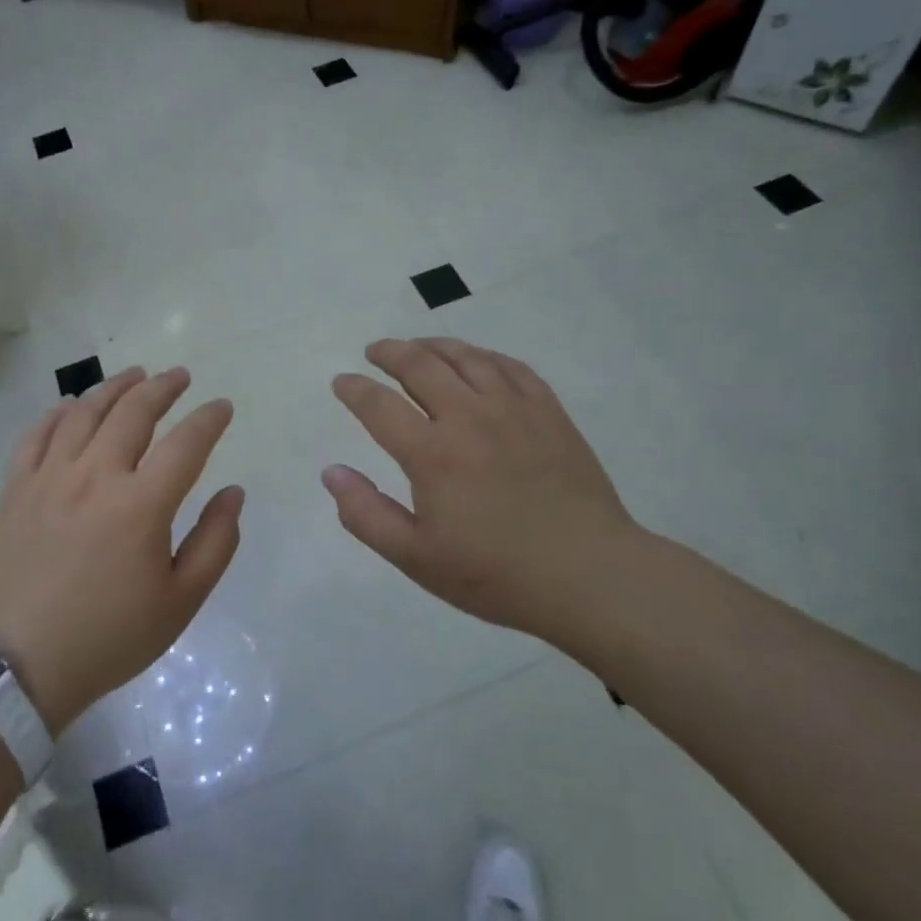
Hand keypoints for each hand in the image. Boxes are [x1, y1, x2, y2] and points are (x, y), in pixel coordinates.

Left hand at [0, 367, 241, 732]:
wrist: (20, 666)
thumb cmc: (110, 636)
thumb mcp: (181, 601)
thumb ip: (216, 542)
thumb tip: (232, 492)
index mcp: (142, 504)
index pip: (186, 443)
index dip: (209, 419)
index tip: (222, 407)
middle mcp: (96, 476)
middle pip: (133, 412)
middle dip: (163, 387)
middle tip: (180, 376)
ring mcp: (50, 477)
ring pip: (84, 412)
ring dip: (114, 387)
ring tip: (134, 375)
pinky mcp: (16, 489)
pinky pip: (37, 434)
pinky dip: (58, 412)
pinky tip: (72, 405)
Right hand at [323, 338, 642, 642]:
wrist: (589, 575)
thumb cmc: (496, 573)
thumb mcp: (417, 558)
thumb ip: (366, 514)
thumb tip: (331, 472)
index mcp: (432, 454)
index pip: (379, 405)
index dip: (354, 389)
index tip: (342, 382)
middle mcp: (469, 417)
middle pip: (421, 366)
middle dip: (390, 353)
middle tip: (375, 351)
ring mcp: (514, 409)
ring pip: (466, 358)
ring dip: (434, 346)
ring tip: (418, 347)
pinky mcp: (549, 412)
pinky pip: (511, 367)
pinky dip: (484, 356)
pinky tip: (477, 360)